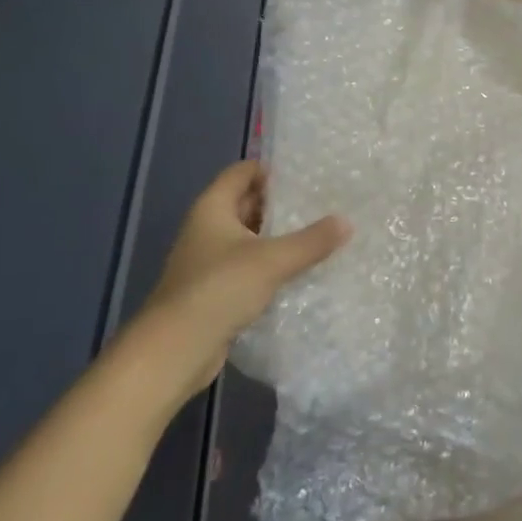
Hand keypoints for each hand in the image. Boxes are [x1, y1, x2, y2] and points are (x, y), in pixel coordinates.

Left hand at [136, 160, 348, 396]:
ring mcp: (209, 262)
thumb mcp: (271, 260)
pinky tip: (300, 272)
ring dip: (278, 238)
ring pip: (250, 239)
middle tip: (322, 203)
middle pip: (247, 204)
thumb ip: (311, 241)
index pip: (242, 172)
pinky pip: (248, 268)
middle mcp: (207, 229)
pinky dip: (271, 267)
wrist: (175, 351)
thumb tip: (346, 222)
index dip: (271, 169)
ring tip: (319, 235)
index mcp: (212, 208)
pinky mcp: (215, 291)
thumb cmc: (219, 289)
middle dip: (281, 204)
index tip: (307, 174)